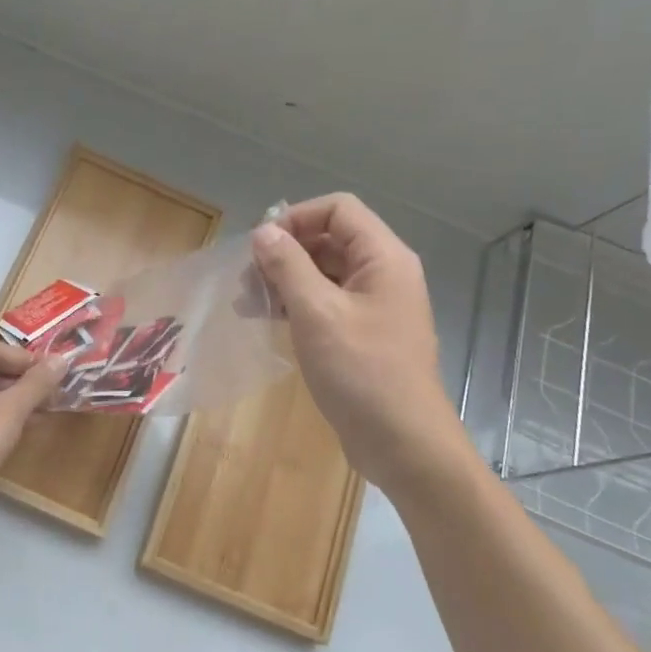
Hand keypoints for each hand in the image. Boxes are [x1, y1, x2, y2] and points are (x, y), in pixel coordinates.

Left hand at [0, 341, 69, 539]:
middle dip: (24, 382)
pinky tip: (24, 431)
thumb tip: (61, 359)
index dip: (28, 359)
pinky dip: (1, 420)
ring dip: (16, 402)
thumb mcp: (10, 410)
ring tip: (47, 411)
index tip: (57, 373)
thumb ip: (37, 384)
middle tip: (57, 394)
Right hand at [250, 194, 464, 489]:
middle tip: (247, 280)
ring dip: (285, 280)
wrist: (402, 443)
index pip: (338, 209)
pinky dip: (296, 305)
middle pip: (330, 239)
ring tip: (248, 303)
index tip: (260, 246)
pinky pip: (327, 303)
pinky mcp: (363, 334)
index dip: (296, 218)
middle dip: (285, 252)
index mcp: (383, 258)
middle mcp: (384, 274)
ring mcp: (375, 306)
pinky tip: (267, 321)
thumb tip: (264, 231)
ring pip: (324, 273)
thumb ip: (288, 265)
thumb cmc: (361, 372)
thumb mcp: (316, 313)